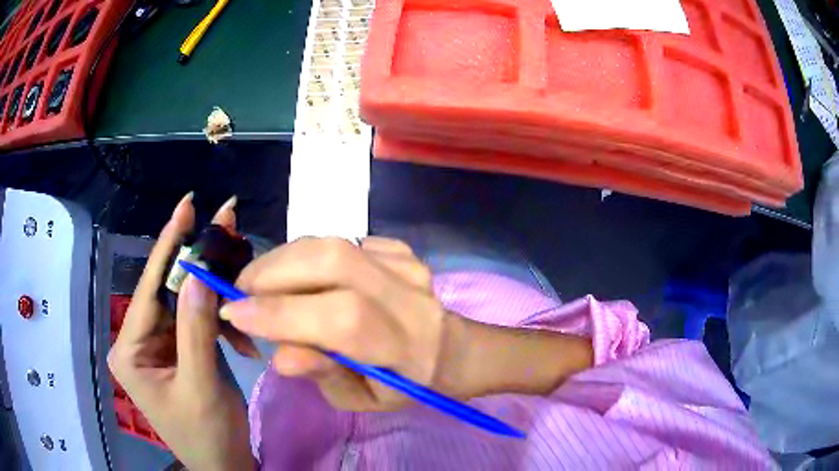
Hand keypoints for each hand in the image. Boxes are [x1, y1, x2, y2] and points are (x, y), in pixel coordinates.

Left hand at [108, 193, 255, 470]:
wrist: (224, 465)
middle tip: (226, 226)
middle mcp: (139, 339)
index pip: (148, 289)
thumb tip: (197, 273)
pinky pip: (196, 322)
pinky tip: (242, 336)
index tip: (188, 204)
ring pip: (185, 303)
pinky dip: (220, 322)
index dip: (168, 245)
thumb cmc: (207, 435)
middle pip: (168, 290)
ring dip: (216, 298)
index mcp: (130, 348)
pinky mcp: (177, 350)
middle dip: (197, 262)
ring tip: (244, 282)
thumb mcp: (201, 386)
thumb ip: (195, 331)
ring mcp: (158, 344)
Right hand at [220, 237, 465, 411]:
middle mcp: (408, 296)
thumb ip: (323, 374)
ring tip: (259, 282)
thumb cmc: (400, 385)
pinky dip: (306, 255)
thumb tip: (279, 354)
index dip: (279, 313)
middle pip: (332, 262)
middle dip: (271, 272)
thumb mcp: (360, 400)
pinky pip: (339, 240)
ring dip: (282, 259)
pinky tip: (300, 277)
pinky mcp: (398, 248)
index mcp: (404, 347)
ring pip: (331, 243)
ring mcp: (405, 264)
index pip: (340, 319)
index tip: (234, 313)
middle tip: (241, 290)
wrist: (445, 348)